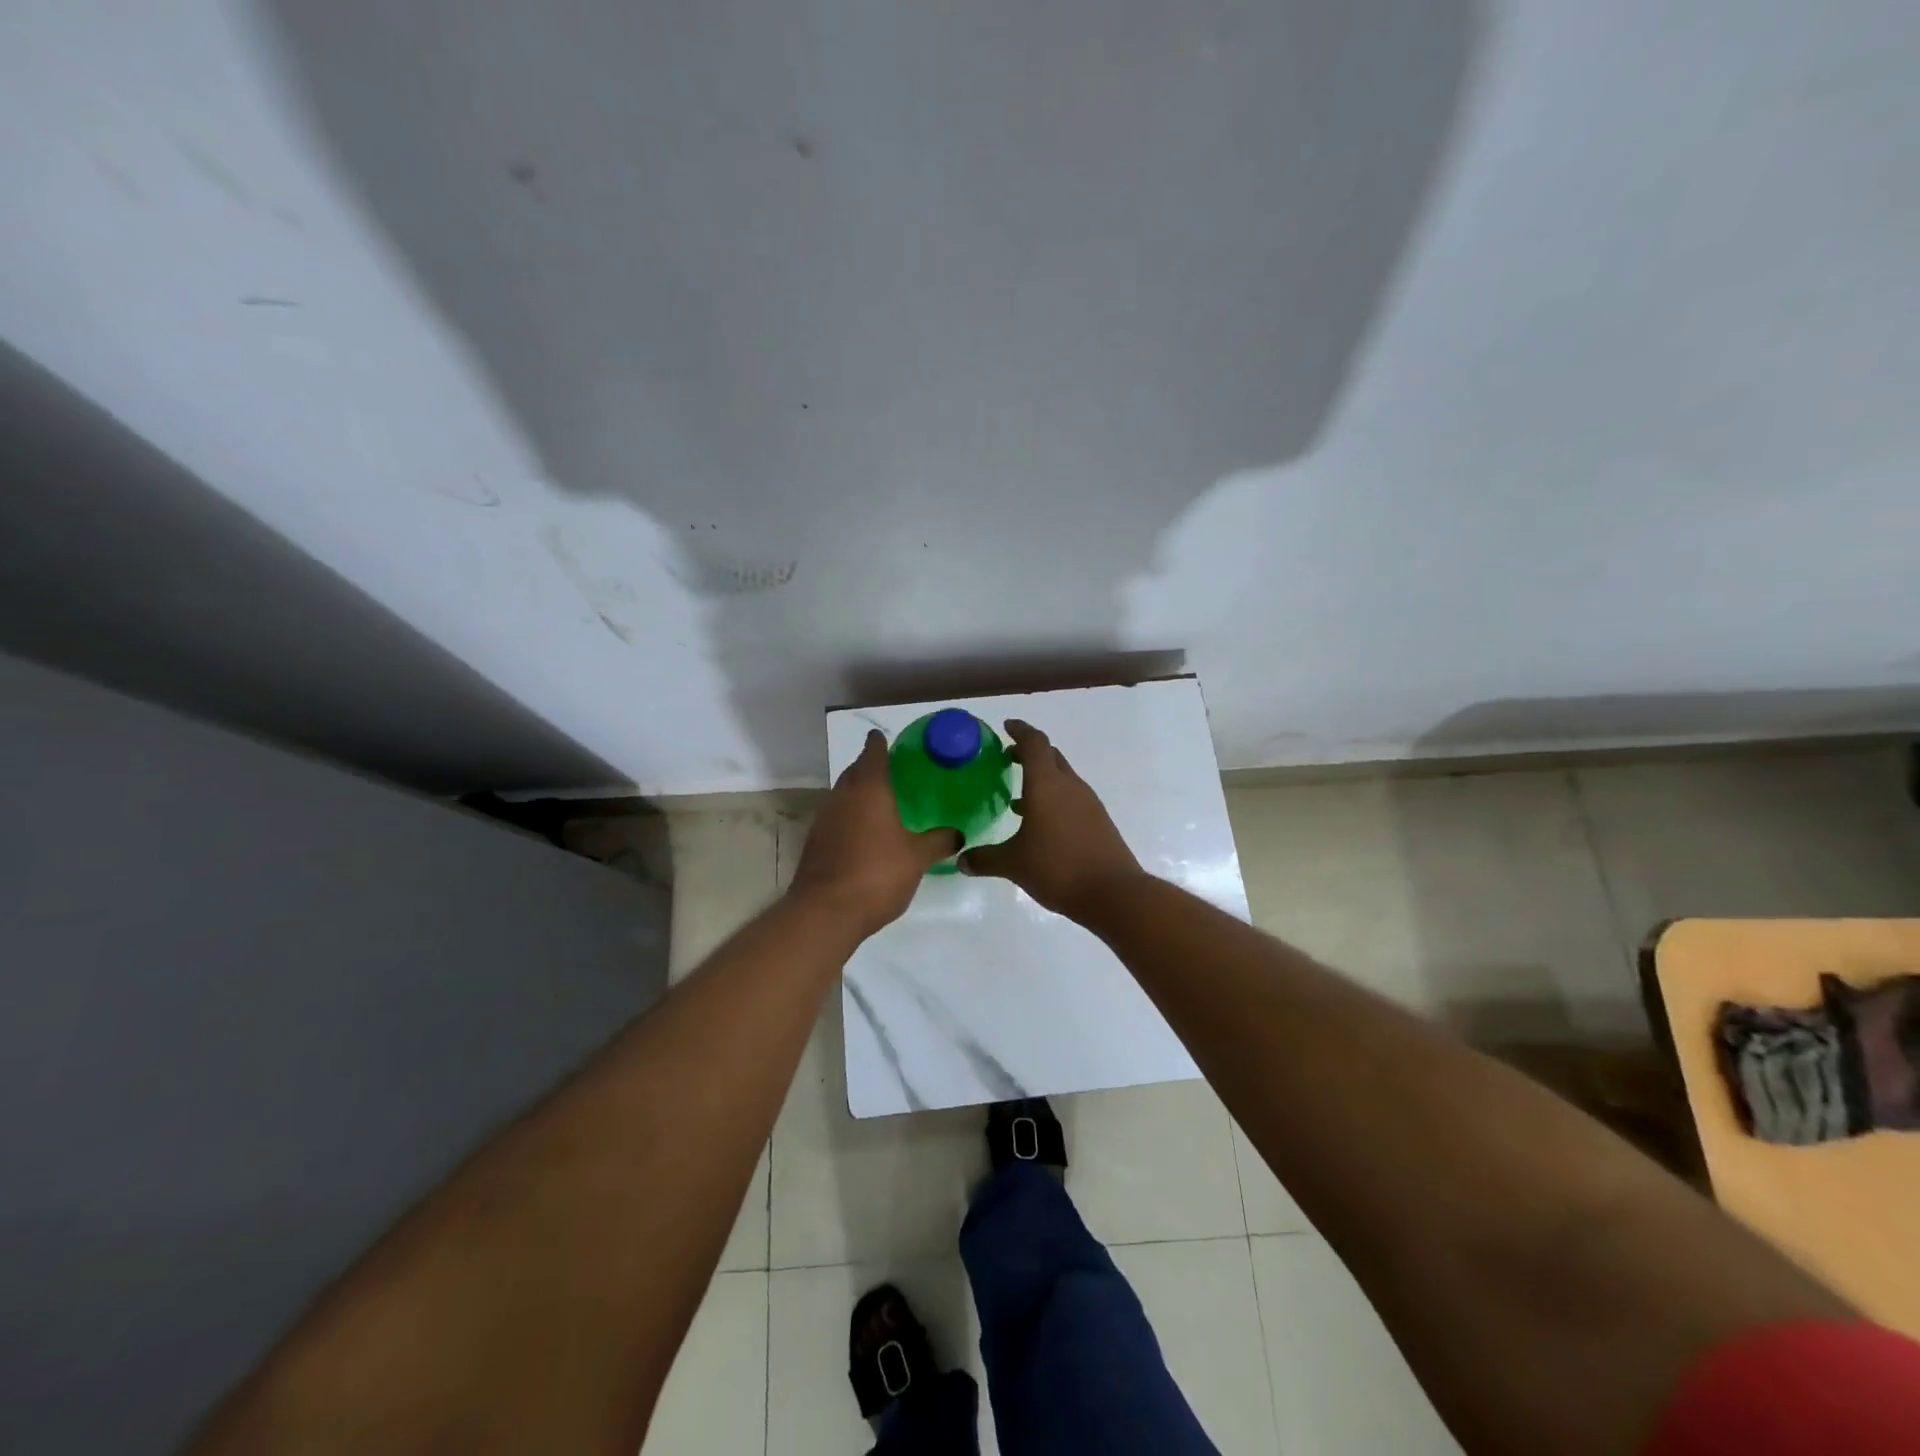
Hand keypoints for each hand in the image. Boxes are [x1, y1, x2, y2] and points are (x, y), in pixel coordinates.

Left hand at [790, 730, 961, 936]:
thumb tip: (959, 834)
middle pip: (855, 771)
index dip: (880, 743)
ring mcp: (824, 819)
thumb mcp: (917, 857)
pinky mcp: (816, 842)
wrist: (825, 912)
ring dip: (859, 794)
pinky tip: (866, 834)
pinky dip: (851, 817)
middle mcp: (842, 796)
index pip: (873, 752)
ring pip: (843, 795)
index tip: (887, 738)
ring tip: (883, 803)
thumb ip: (939, 841)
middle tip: (894, 772)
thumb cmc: (877, 874)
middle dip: (870, 767)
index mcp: (869, 789)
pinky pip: (837, 818)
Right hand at [959, 720, 1144, 920]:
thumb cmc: (1058, 868)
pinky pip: (1072, 798)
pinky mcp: (1098, 821)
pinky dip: (1054, 799)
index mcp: (1047, 784)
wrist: (1113, 893)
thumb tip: (962, 860)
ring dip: (1042, 779)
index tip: (1006, 727)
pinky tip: (1040, 824)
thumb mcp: (1014, 864)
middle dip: (1029, 753)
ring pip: (1062, 778)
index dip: (1020, 731)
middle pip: (1050, 756)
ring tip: (1018, 796)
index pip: (1034, 743)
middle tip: (1008, 759)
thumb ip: (985, 859)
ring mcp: (1088, 803)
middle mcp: (1069, 786)